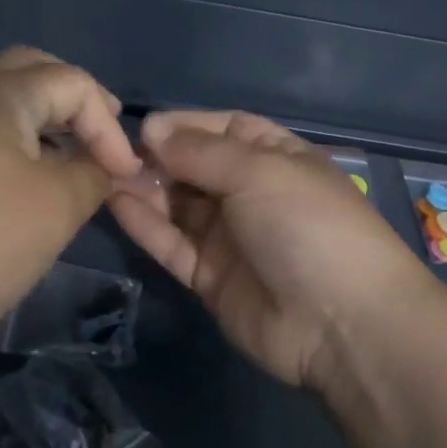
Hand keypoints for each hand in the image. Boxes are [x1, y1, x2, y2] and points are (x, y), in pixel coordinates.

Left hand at [0, 47, 140, 369]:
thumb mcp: (59, 205)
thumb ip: (94, 173)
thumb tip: (105, 167)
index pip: (74, 83)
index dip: (108, 126)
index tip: (124, 175)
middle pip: (34, 71)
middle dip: (77, 100)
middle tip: (104, 134)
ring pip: (5, 94)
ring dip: (46, 113)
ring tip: (74, 147)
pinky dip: (18, 132)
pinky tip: (34, 168)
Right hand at [109, 111, 429, 389]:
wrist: (341, 322)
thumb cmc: (306, 225)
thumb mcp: (259, 172)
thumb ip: (201, 151)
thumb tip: (153, 130)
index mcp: (277, 158)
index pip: (226, 129)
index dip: (186, 125)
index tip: (145, 126)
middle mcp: (253, 193)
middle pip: (197, 167)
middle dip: (160, 158)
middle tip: (115, 154)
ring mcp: (232, 237)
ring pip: (180, 205)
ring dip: (147, 189)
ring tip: (105, 174)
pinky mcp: (211, 277)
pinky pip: (174, 243)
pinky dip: (147, 225)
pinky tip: (116, 203)